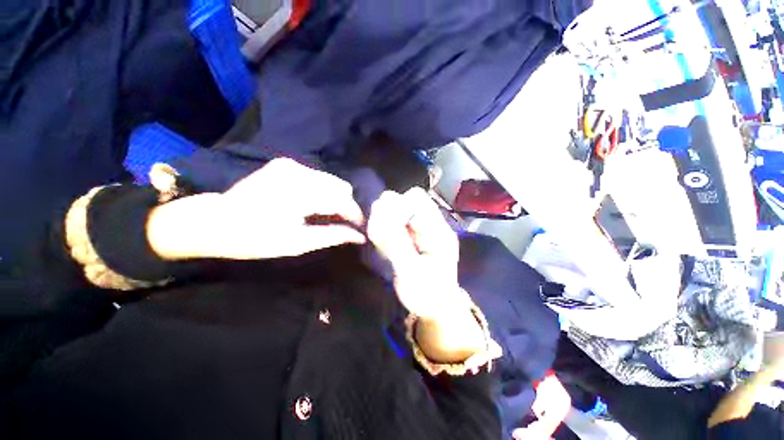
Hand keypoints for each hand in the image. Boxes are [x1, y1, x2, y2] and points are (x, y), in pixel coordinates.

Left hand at [147, 158, 365, 259]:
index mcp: (300, 193)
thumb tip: (359, 236)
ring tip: (331, 216)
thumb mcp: (297, 243)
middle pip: (341, 187)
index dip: (355, 216)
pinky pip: (318, 177)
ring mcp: (292, 165)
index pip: (343, 201)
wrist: (213, 220)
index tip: (360, 229)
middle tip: (344, 224)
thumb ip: (332, 235)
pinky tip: (316, 204)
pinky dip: (323, 191)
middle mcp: (299, 172)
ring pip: (331, 180)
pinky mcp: (286, 164)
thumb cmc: (254, 238)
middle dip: (347, 206)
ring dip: (336, 198)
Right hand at [367, 188, 465, 318]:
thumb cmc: (428, 295)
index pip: (417, 199)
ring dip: (383, 220)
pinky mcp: (410, 235)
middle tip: (379, 234)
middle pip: (406, 199)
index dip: (397, 207)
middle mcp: (429, 223)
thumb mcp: (412, 273)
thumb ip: (396, 244)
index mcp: (438, 230)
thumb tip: (378, 216)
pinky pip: (392, 222)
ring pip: (397, 208)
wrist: (436, 307)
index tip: (385, 228)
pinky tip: (382, 244)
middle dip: (388, 212)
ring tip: (380, 241)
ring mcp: (419, 229)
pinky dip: (383, 228)